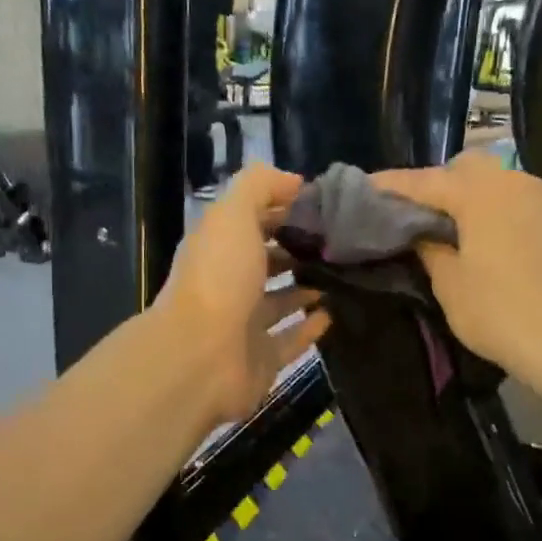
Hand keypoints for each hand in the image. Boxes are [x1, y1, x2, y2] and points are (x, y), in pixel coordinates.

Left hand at [154, 163, 330, 426]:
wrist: (201, 357)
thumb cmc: (219, 279)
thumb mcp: (233, 215)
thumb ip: (259, 187)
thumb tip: (293, 182)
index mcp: (218, 247)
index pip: (251, 220)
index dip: (282, 209)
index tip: (323, 205)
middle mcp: (228, 283)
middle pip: (264, 261)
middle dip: (295, 249)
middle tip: (339, 242)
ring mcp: (243, 324)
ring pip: (278, 301)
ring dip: (304, 288)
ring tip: (340, 274)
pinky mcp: (260, 359)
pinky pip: (290, 339)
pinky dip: (309, 328)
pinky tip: (332, 314)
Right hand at [372, 153, 541, 385]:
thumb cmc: (499, 313)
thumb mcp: (450, 285)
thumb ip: (430, 249)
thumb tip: (423, 233)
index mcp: (480, 194)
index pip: (425, 181)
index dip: (392, 185)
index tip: (365, 187)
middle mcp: (514, 184)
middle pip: (466, 167)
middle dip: (437, 183)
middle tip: (415, 213)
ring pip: (497, 181)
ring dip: (470, 195)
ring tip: (449, 225)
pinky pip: (518, 202)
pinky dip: (496, 210)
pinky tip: (486, 239)